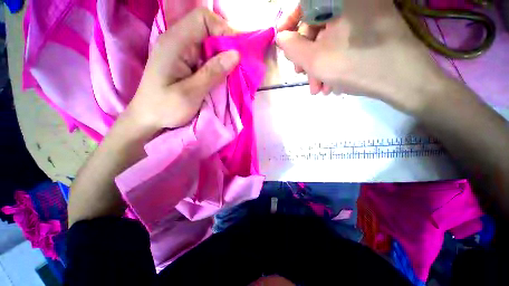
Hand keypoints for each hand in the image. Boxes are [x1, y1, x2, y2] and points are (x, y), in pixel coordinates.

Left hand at [124, 8, 239, 133]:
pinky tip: (222, 75)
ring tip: (231, 73)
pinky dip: (218, 64)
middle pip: (208, 29)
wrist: (148, 118)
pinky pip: (206, 56)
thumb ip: (212, 73)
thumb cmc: (165, 108)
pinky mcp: (186, 62)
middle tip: (237, 66)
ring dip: (223, 56)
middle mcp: (177, 41)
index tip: (236, 53)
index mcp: (174, 43)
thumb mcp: (191, 93)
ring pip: (209, 43)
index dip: (223, 30)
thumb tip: (236, 55)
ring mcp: (181, 51)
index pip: (202, 19)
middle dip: (226, 45)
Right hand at [276, 0, 449, 113]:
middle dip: (306, 54)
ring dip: (319, 63)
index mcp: (339, 0)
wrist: (405, 81)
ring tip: (318, 87)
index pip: (304, 4)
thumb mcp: (315, 60)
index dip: (289, 24)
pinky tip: (330, 81)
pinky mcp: (372, 26)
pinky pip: (344, 41)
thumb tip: (282, 37)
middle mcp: (354, 1)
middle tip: (302, 75)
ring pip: (330, 36)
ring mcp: (366, 12)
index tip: (283, 44)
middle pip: (317, 24)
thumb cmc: (357, 67)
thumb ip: (292, 47)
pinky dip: (333, 60)